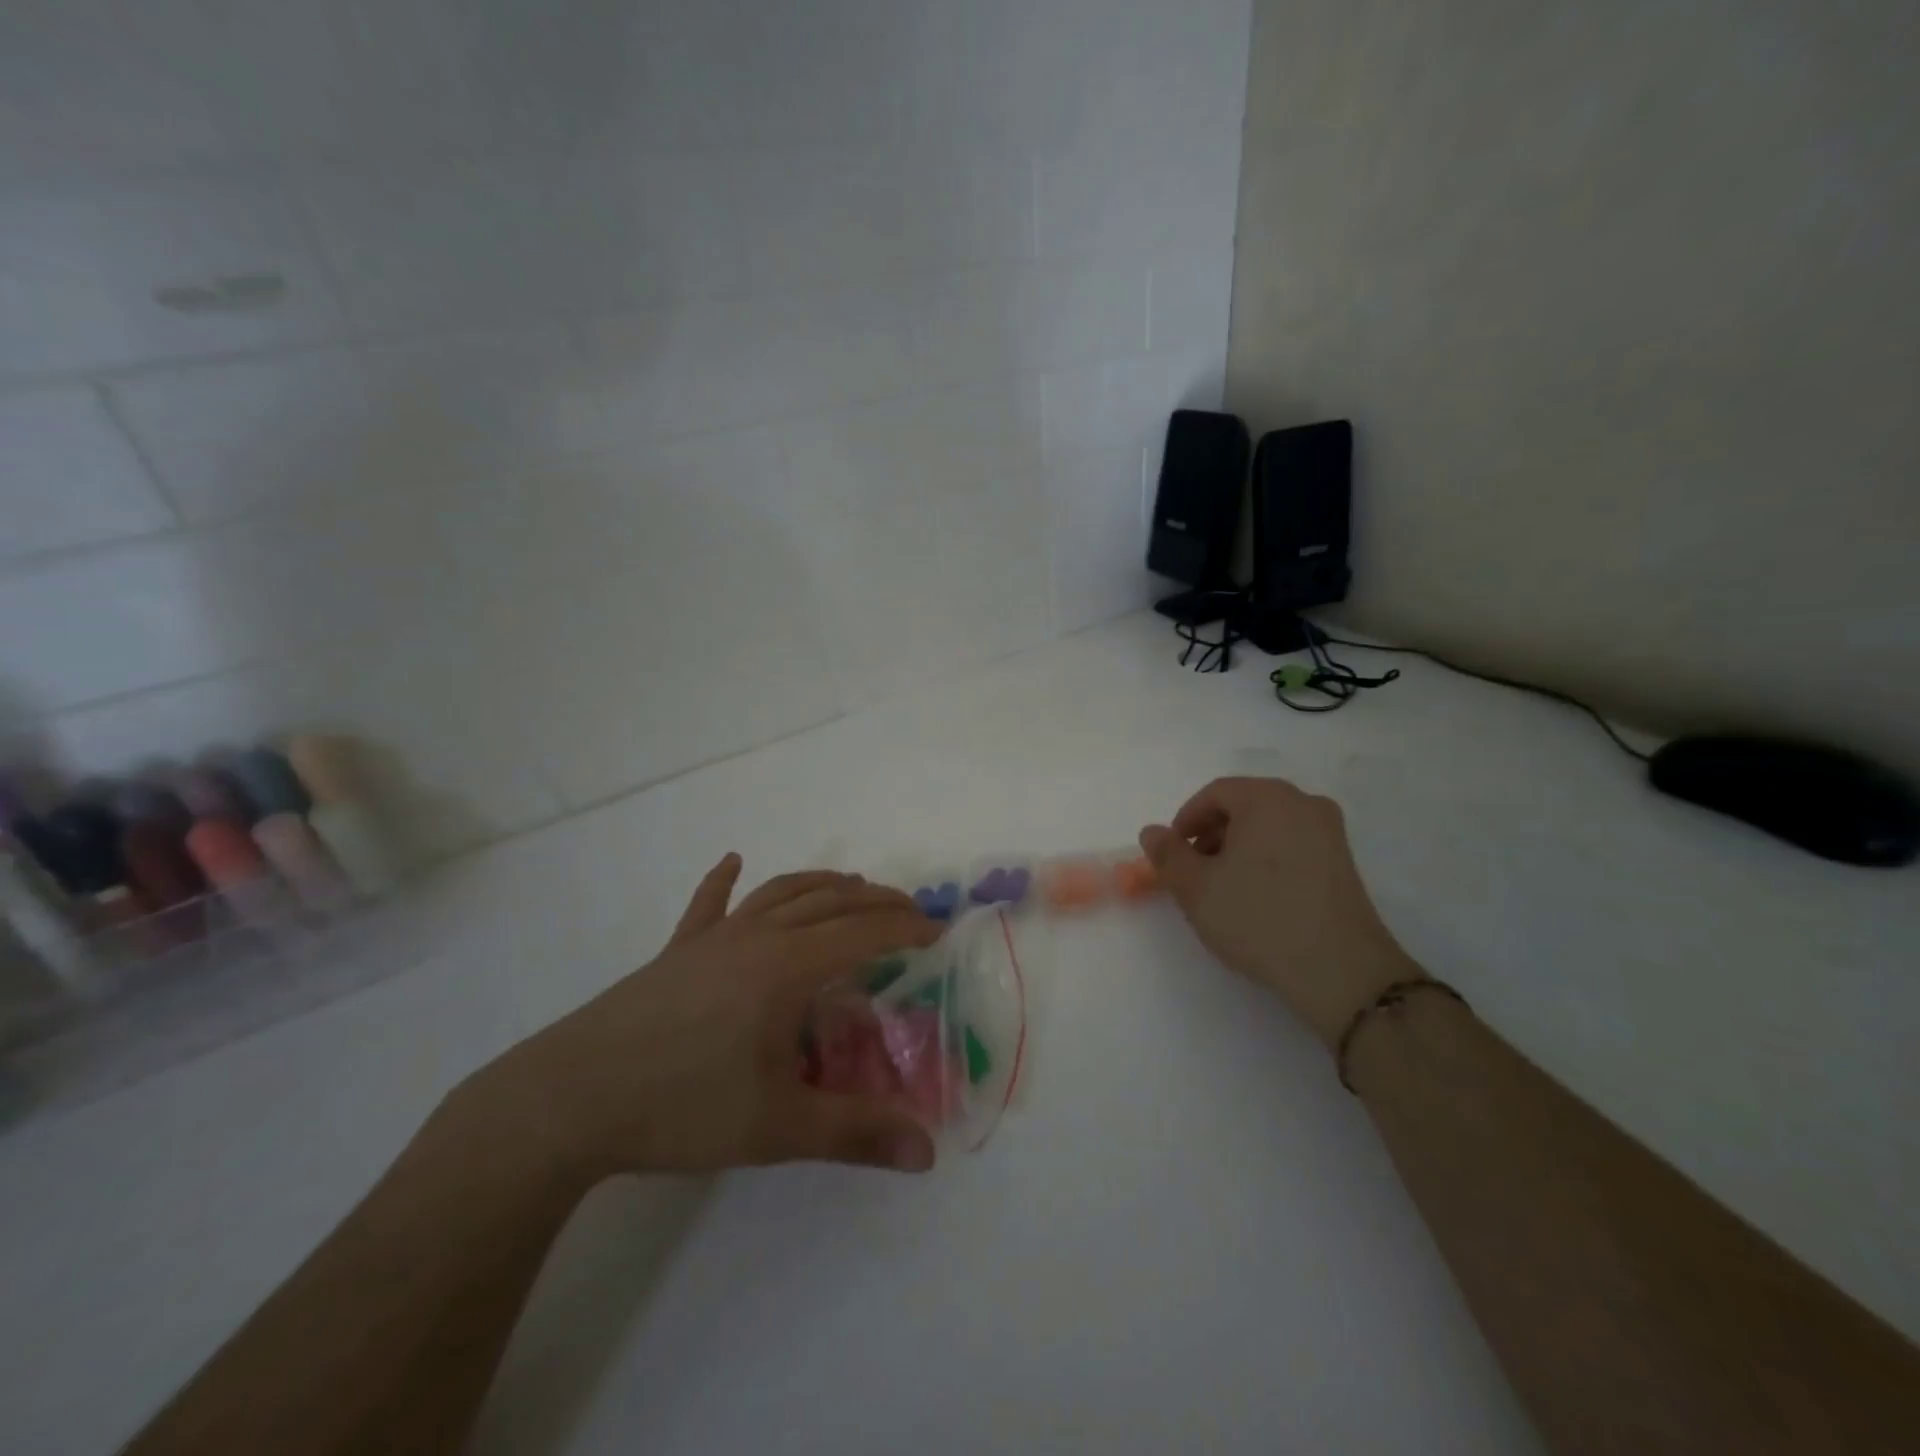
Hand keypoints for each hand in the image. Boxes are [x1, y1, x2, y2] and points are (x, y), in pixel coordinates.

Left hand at [475, 856, 942, 1181]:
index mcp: (787, 967)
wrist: (569, 1099)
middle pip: (830, 902)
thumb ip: (856, 1133)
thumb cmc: (681, 1106)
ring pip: (781, 893)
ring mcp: (713, 938)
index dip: (906, 930)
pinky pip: (708, 905)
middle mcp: (757, 937)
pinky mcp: (676, 951)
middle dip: (876, 902)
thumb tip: (928, 1153)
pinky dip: (725, 881)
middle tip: (909, 912)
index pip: (864, 934)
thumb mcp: (778, 1127)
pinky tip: (732, 861)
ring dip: (823, 883)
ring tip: (853, 886)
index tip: (938, 933)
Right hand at [1139, 777, 1419, 1048]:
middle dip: (1212, 835)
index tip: (1173, 855)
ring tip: (1224, 889)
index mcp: (1267, 798)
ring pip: (1269, 827)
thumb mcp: (1196, 888)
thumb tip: (1152, 832)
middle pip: (1244, 807)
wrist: (1340, 970)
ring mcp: (1330, 832)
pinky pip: (1293, 846)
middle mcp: (1303, 803)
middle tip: (1195, 873)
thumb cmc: (1258, 917)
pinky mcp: (1344, 863)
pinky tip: (1258, 898)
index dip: (1186, 822)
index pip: (1215, 794)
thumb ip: (1167, 854)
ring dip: (1238, 849)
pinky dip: (1267, 861)